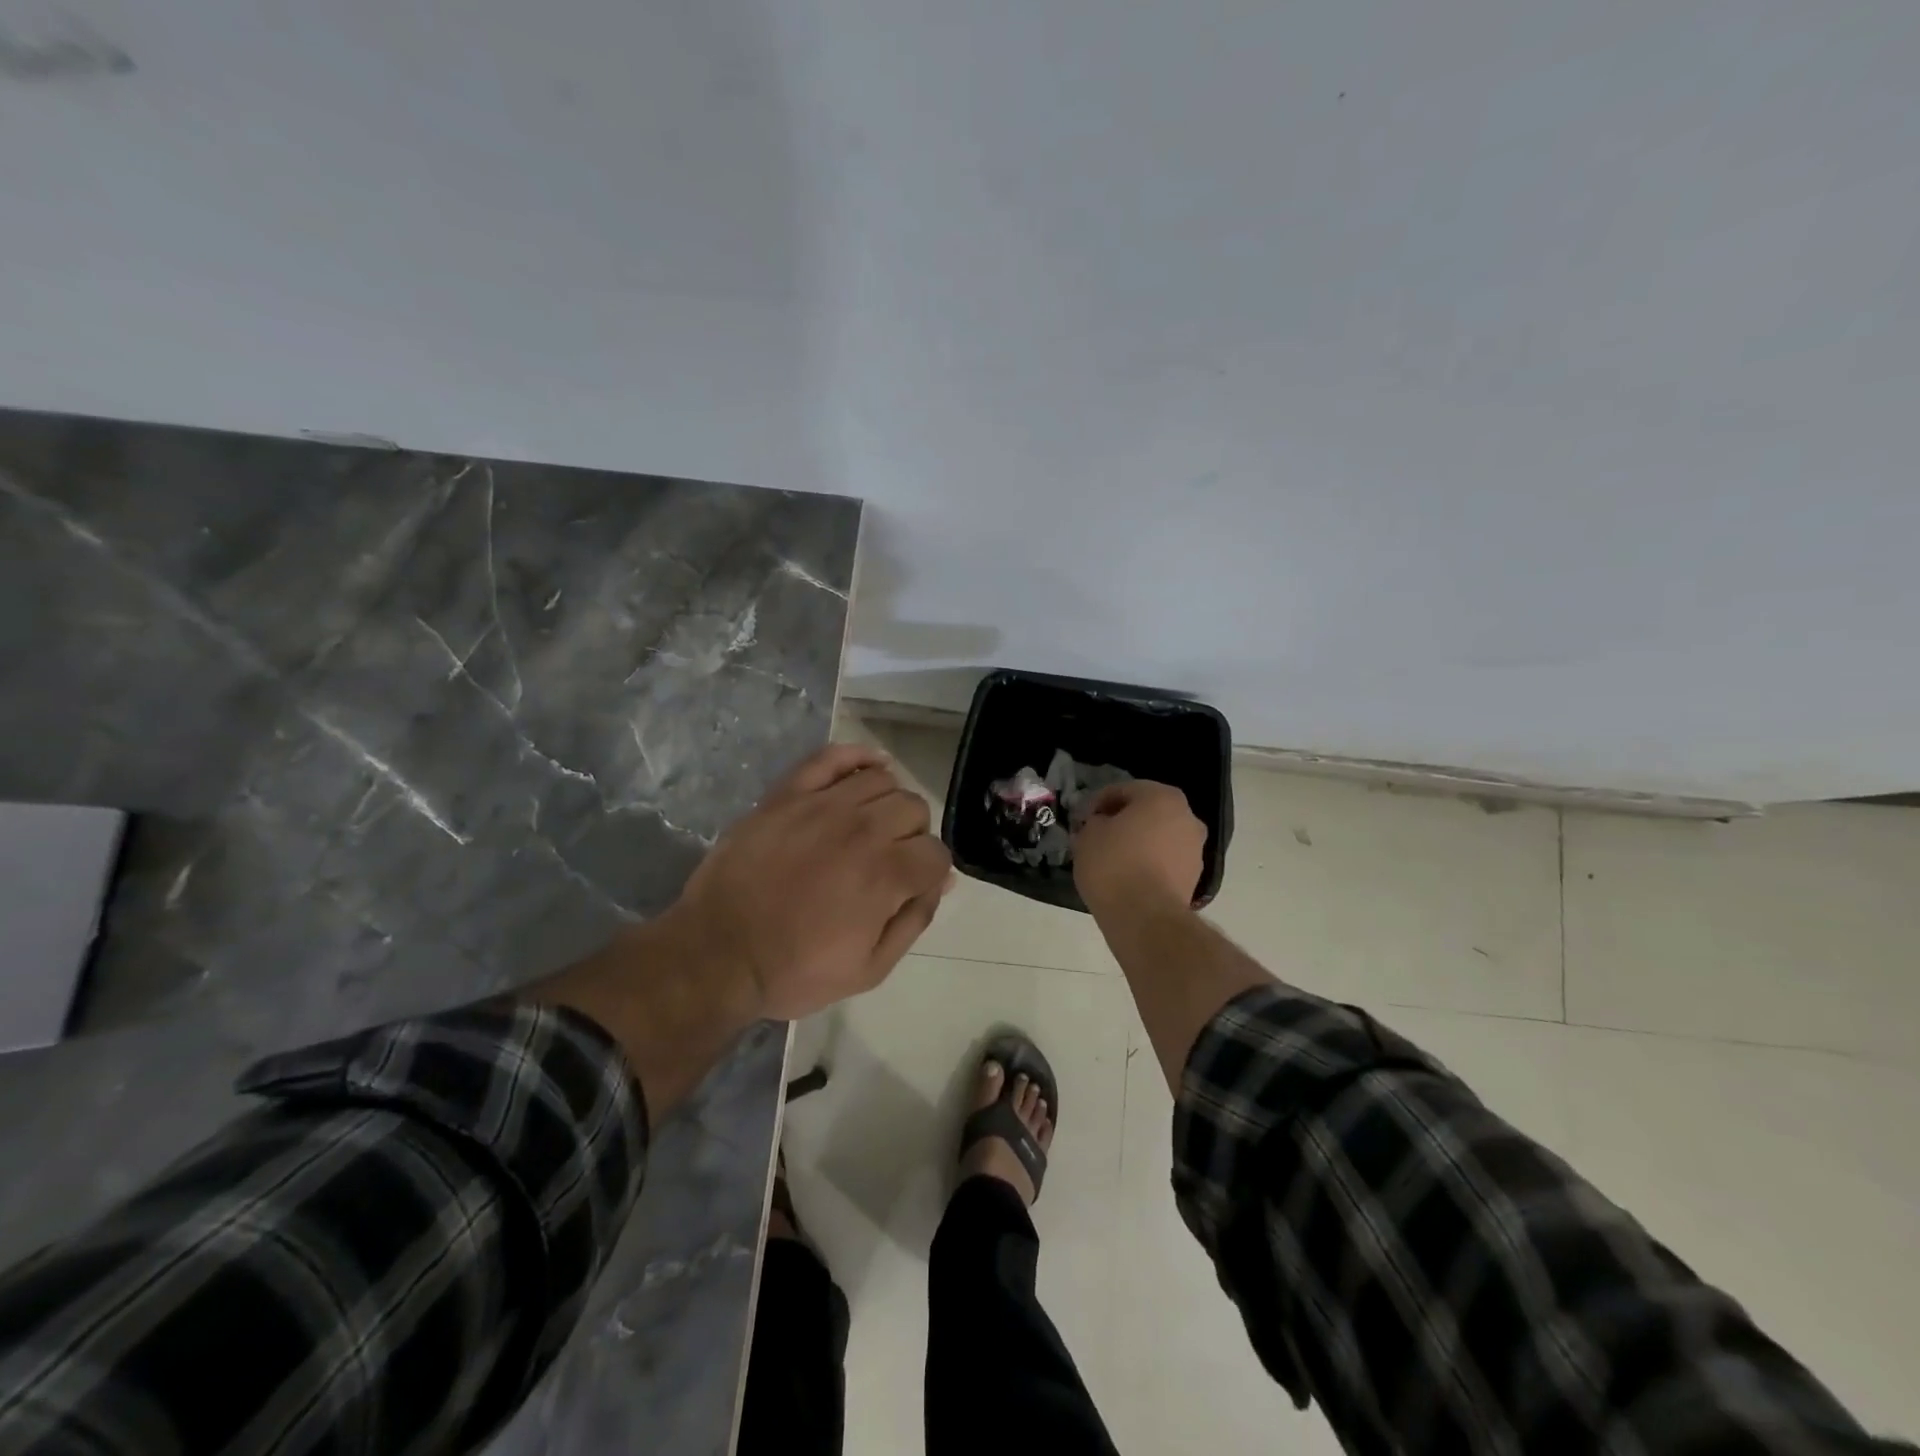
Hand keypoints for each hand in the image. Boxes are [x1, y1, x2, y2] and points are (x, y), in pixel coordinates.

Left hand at [668, 742, 952, 1020]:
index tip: (913, 886)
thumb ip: (914, 920)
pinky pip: (831, 756)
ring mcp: (822, 804)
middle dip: (912, 835)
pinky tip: (867, 769)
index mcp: (885, 874)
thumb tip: (941, 881)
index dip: (931, 872)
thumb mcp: (869, 969)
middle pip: (914, 808)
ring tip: (870, 826)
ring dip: (887, 802)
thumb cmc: (795, 969)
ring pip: (881, 779)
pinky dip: (856, 757)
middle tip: (889, 860)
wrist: (718, 954)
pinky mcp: (787, 794)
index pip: (936, 852)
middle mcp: (862, 828)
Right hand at [1072, 779, 1207, 912]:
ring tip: (1110, 859)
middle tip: (1096, 836)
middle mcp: (1187, 817)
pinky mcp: (1194, 877)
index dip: (1097, 803)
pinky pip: (1164, 861)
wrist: (1145, 917)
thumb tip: (1100, 825)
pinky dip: (1148, 864)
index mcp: (1162, 797)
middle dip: (1121, 821)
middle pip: (1146, 812)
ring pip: (1158, 837)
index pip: (1122, 790)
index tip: (1081, 820)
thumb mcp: (1088, 835)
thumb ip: (1093, 822)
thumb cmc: (1114, 865)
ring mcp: (1195, 849)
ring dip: (1137, 843)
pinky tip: (1127, 877)